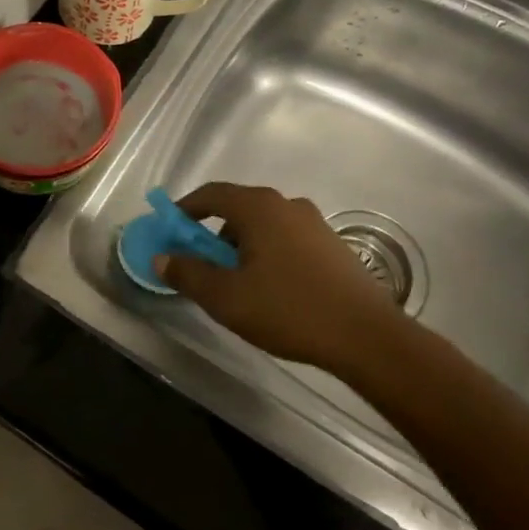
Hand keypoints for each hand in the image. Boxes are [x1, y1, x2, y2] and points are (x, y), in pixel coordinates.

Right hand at [156, 182, 401, 374]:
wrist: (366, 336)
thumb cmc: (289, 310)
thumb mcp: (227, 298)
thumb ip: (189, 274)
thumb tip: (162, 257)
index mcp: (259, 208)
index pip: (212, 194)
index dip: (185, 208)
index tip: (169, 228)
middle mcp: (287, 205)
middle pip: (238, 209)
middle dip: (213, 233)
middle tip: (201, 264)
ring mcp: (314, 223)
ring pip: (264, 226)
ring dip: (242, 246)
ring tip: (236, 284)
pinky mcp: (332, 245)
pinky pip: (286, 239)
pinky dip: (267, 253)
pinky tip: (271, 289)